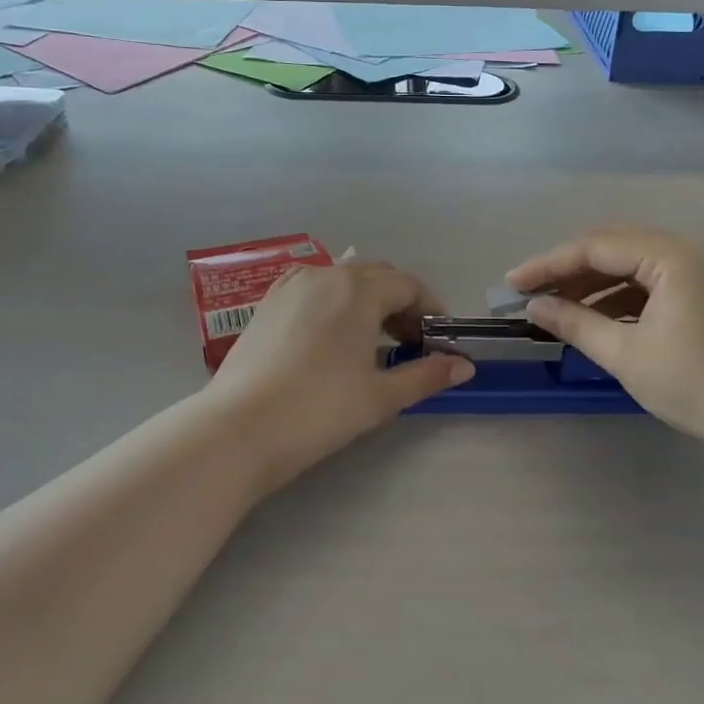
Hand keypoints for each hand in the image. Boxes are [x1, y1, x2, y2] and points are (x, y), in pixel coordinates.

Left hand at [205, 260, 473, 491]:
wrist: (239, 428)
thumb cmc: (319, 410)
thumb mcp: (380, 397)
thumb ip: (426, 375)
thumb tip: (464, 366)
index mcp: (358, 289)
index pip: (407, 285)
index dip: (429, 308)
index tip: (438, 338)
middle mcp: (325, 275)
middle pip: (376, 277)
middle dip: (399, 303)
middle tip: (410, 343)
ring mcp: (291, 286)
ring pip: (342, 280)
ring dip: (366, 301)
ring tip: (371, 342)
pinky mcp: (267, 302)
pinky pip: (313, 289)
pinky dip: (334, 303)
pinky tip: (331, 337)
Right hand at [506, 225, 703, 468]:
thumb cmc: (699, 385)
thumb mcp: (627, 355)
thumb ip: (576, 324)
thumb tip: (534, 306)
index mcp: (668, 256)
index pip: (593, 248)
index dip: (547, 264)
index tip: (511, 283)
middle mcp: (682, 251)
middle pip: (610, 247)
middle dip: (566, 269)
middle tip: (529, 291)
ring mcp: (695, 272)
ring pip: (627, 265)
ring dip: (589, 283)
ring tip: (554, 306)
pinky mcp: (700, 294)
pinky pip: (645, 282)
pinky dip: (614, 296)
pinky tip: (592, 317)